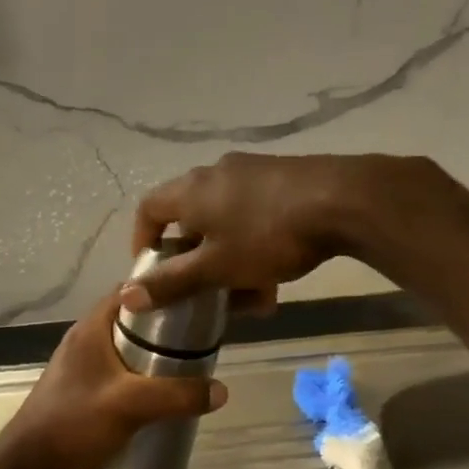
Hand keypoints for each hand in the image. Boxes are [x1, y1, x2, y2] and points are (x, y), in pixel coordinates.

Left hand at [0, 294, 227, 468]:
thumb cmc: (74, 423)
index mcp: (92, 328)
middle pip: (132, 320)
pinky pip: (120, 374)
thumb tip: (222, 391)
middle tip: (200, 338)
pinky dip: (141, 378)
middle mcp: (85, 340)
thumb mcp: (131, 405)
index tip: (196, 299)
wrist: (29, 468)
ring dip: (153, 356)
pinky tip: (161, 396)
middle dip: (165, 327)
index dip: (163, 289)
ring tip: (188, 367)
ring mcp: (82, 367)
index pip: (131, 291)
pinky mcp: (82, 391)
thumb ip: (177, 396)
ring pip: (126, 349)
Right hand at [125, 152, 433, 311]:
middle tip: (205, 290)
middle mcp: (215, 173)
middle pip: (191, 217)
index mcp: (190, 190)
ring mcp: (253, 171)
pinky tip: (276, 275)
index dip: (142, 240)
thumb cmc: (267, 235)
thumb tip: (126, 296)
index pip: (149, 209)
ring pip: (227, 221)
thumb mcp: (216, 268)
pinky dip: (255, 245)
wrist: (343, 200)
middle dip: (196, 259)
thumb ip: (172, 282)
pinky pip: (255, 214)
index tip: (151, 270)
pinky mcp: (284, 177)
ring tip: (250, 295)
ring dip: (230, 259)